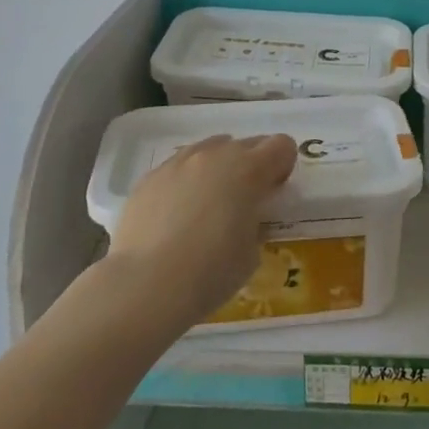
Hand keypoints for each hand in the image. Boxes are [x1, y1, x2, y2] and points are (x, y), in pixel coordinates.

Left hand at [104, 133, 296, 329]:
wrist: (145, 285)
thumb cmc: (210, 273)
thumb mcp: (251, 252)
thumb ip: (254, 222)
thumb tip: (243, 217)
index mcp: (248, 169)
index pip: (281, 145)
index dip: (283, 166)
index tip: (273, 192)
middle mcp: (214, 155)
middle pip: (245, 143)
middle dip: (252, 166)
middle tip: (244, 201)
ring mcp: (178, 162)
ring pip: (209, 150)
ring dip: (217, 169)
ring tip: (207, 205)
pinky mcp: (149, 178)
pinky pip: (177, 169)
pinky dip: (185, 183)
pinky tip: (176, 216)